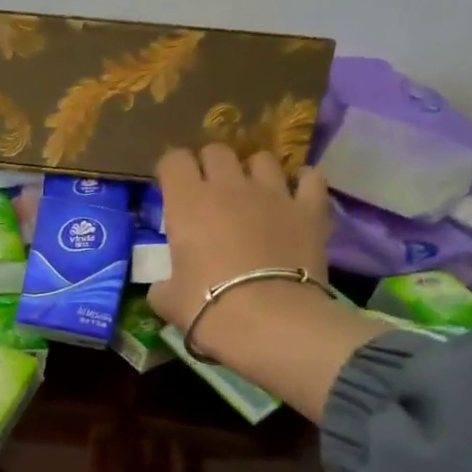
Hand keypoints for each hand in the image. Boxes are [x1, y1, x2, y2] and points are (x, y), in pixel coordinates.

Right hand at [149, 144, 388, 420]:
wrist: (269, 321)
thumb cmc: (207, 308)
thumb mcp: (167, 301)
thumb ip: (162, 284)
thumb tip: (164, 285)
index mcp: (188, 203)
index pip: (174, 160)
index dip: (170, 171)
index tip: (170, 189)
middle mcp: (229, 186)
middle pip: (217, 151)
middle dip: (209, 166)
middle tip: (209, 192)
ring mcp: (274, 193)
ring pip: (262, 158)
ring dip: (253, 171)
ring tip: (252, 193)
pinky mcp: (310, 208)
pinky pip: (309, 178)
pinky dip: (301, 182)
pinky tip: (295, 195)